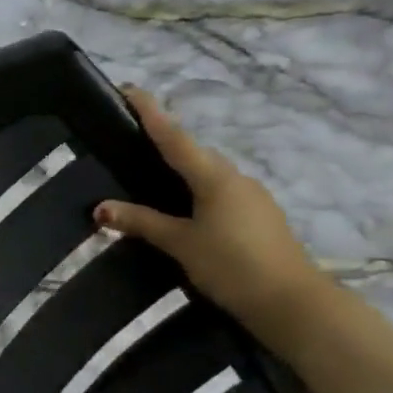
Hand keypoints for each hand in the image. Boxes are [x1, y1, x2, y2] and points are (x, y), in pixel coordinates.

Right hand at [94, 88, 331, 341]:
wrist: (292, 303)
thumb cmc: (232, 265)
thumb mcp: (180, 243)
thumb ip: (140, 222)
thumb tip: (100, 208)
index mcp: (214, 177)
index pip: (174, 136)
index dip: (150, 112)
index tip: (128, 89)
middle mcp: (235, 178)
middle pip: (192, 152)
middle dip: (164, 141)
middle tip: (130, 141)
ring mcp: (251, 197)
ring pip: (207, 174)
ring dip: (180, 170)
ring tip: (148, 177)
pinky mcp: (257, 216)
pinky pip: (217, 192)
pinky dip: (194, 191)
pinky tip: (179, 209)